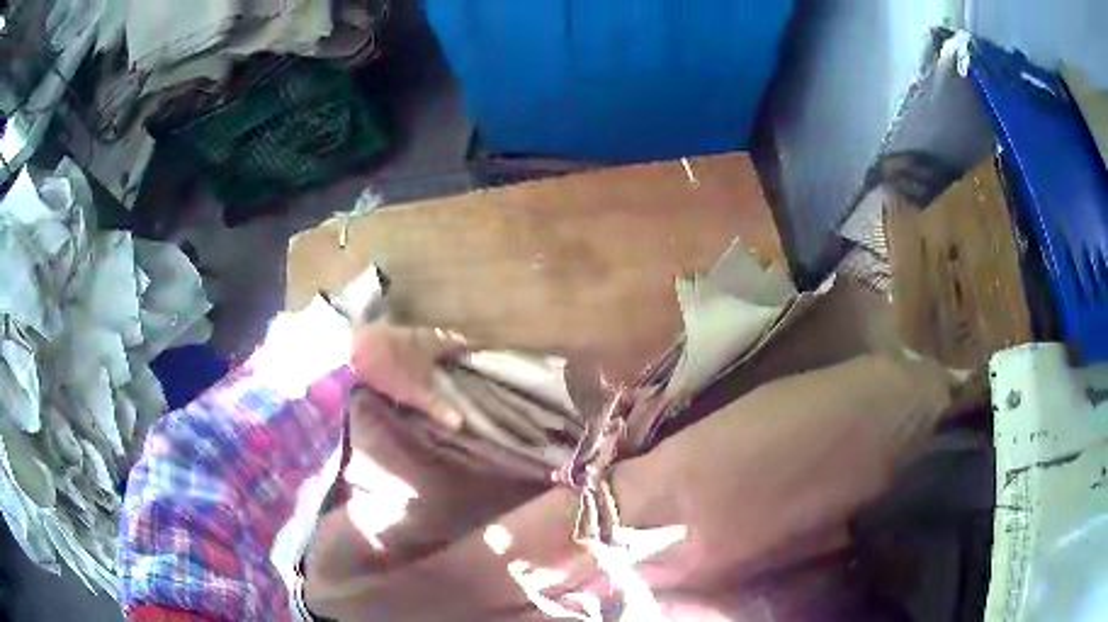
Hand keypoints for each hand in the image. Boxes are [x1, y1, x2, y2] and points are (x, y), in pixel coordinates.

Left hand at [350, 325, 467, 428]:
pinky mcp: (377, 333)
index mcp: (431, 342)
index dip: (464, 348)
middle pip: (436, 337)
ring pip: (416, 338)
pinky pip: (398, 340)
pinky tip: (399, 360)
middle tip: (450, 361)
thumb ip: (437, 406)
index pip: (454, 341)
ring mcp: (396, 330)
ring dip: (422, 347)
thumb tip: (461, 422)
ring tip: (426, 362)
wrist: (349, 352)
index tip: (472, 354)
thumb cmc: (389, 371)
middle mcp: (417, 332)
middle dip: (443, 348)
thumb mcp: (415, 393)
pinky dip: (403, 349)